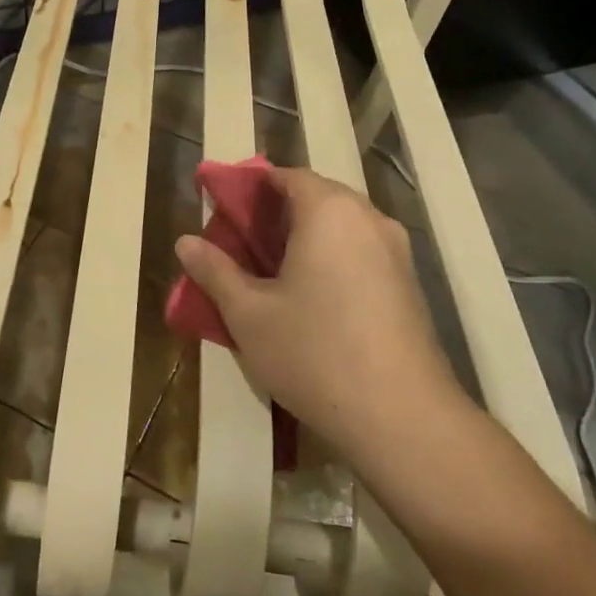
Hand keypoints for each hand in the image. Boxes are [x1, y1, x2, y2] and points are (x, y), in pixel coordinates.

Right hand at [173, 168, 469, 465]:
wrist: (403, 419)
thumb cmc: (315, 353)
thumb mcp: (249, 314)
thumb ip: (215, 271)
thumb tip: (185, 242)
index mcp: (329, 211)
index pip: (288, 176)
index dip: (253, 186)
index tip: (225, 209)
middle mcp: (368, 219)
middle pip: (318, 196)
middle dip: (279, 212)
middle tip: (244, 242)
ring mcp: (396, 252)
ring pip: (343, 225)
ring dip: (308, 236)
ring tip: (274, 270)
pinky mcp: (410, 285)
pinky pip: (362, 251)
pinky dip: (334, 257)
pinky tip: (313, 297)